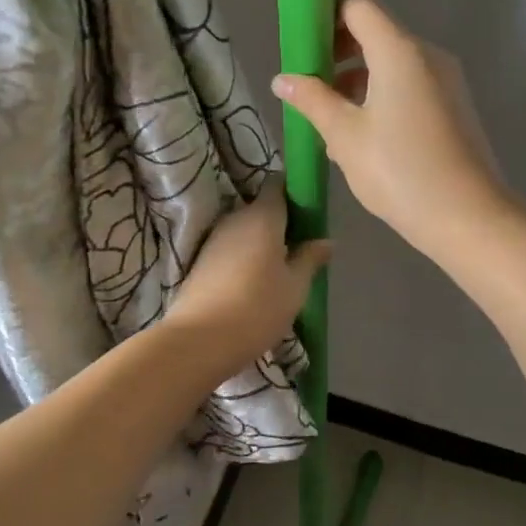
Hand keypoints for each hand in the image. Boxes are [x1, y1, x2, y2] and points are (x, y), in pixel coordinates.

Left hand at [168, 181, 328, 364]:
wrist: (198, 341)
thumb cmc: (257, 308)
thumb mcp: (295, 286)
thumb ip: (310, 258)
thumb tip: (326, 241)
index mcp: (262, 216)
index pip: (277, 184)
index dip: (293, 191)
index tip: (309, 209)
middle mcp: (236, 218)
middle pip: (261, 208)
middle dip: (280, 221)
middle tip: (300, 245)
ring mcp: (214, 239)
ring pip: (245, 230)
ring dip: (262, 242)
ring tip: (281, 268)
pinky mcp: (200, 261)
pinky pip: (231, 248)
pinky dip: (245, 257)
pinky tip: (256, 282)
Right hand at [271, 0, 507, 257]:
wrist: (469, 218)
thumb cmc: (400, 171)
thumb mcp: (345, 136)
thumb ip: (312, 100)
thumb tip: (283, 79)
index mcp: (400, 51)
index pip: (358, 7)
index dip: (326, 16)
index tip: (300, 45)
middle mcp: (427, 55)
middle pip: (376, 34)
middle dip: (337, 54)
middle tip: (308, 86)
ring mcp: (446, 81)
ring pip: (392, 65)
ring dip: (357, 82)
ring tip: (328, 121)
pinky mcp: (454, 106)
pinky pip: (410, 86)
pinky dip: (382, 97)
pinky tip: (361, 138)